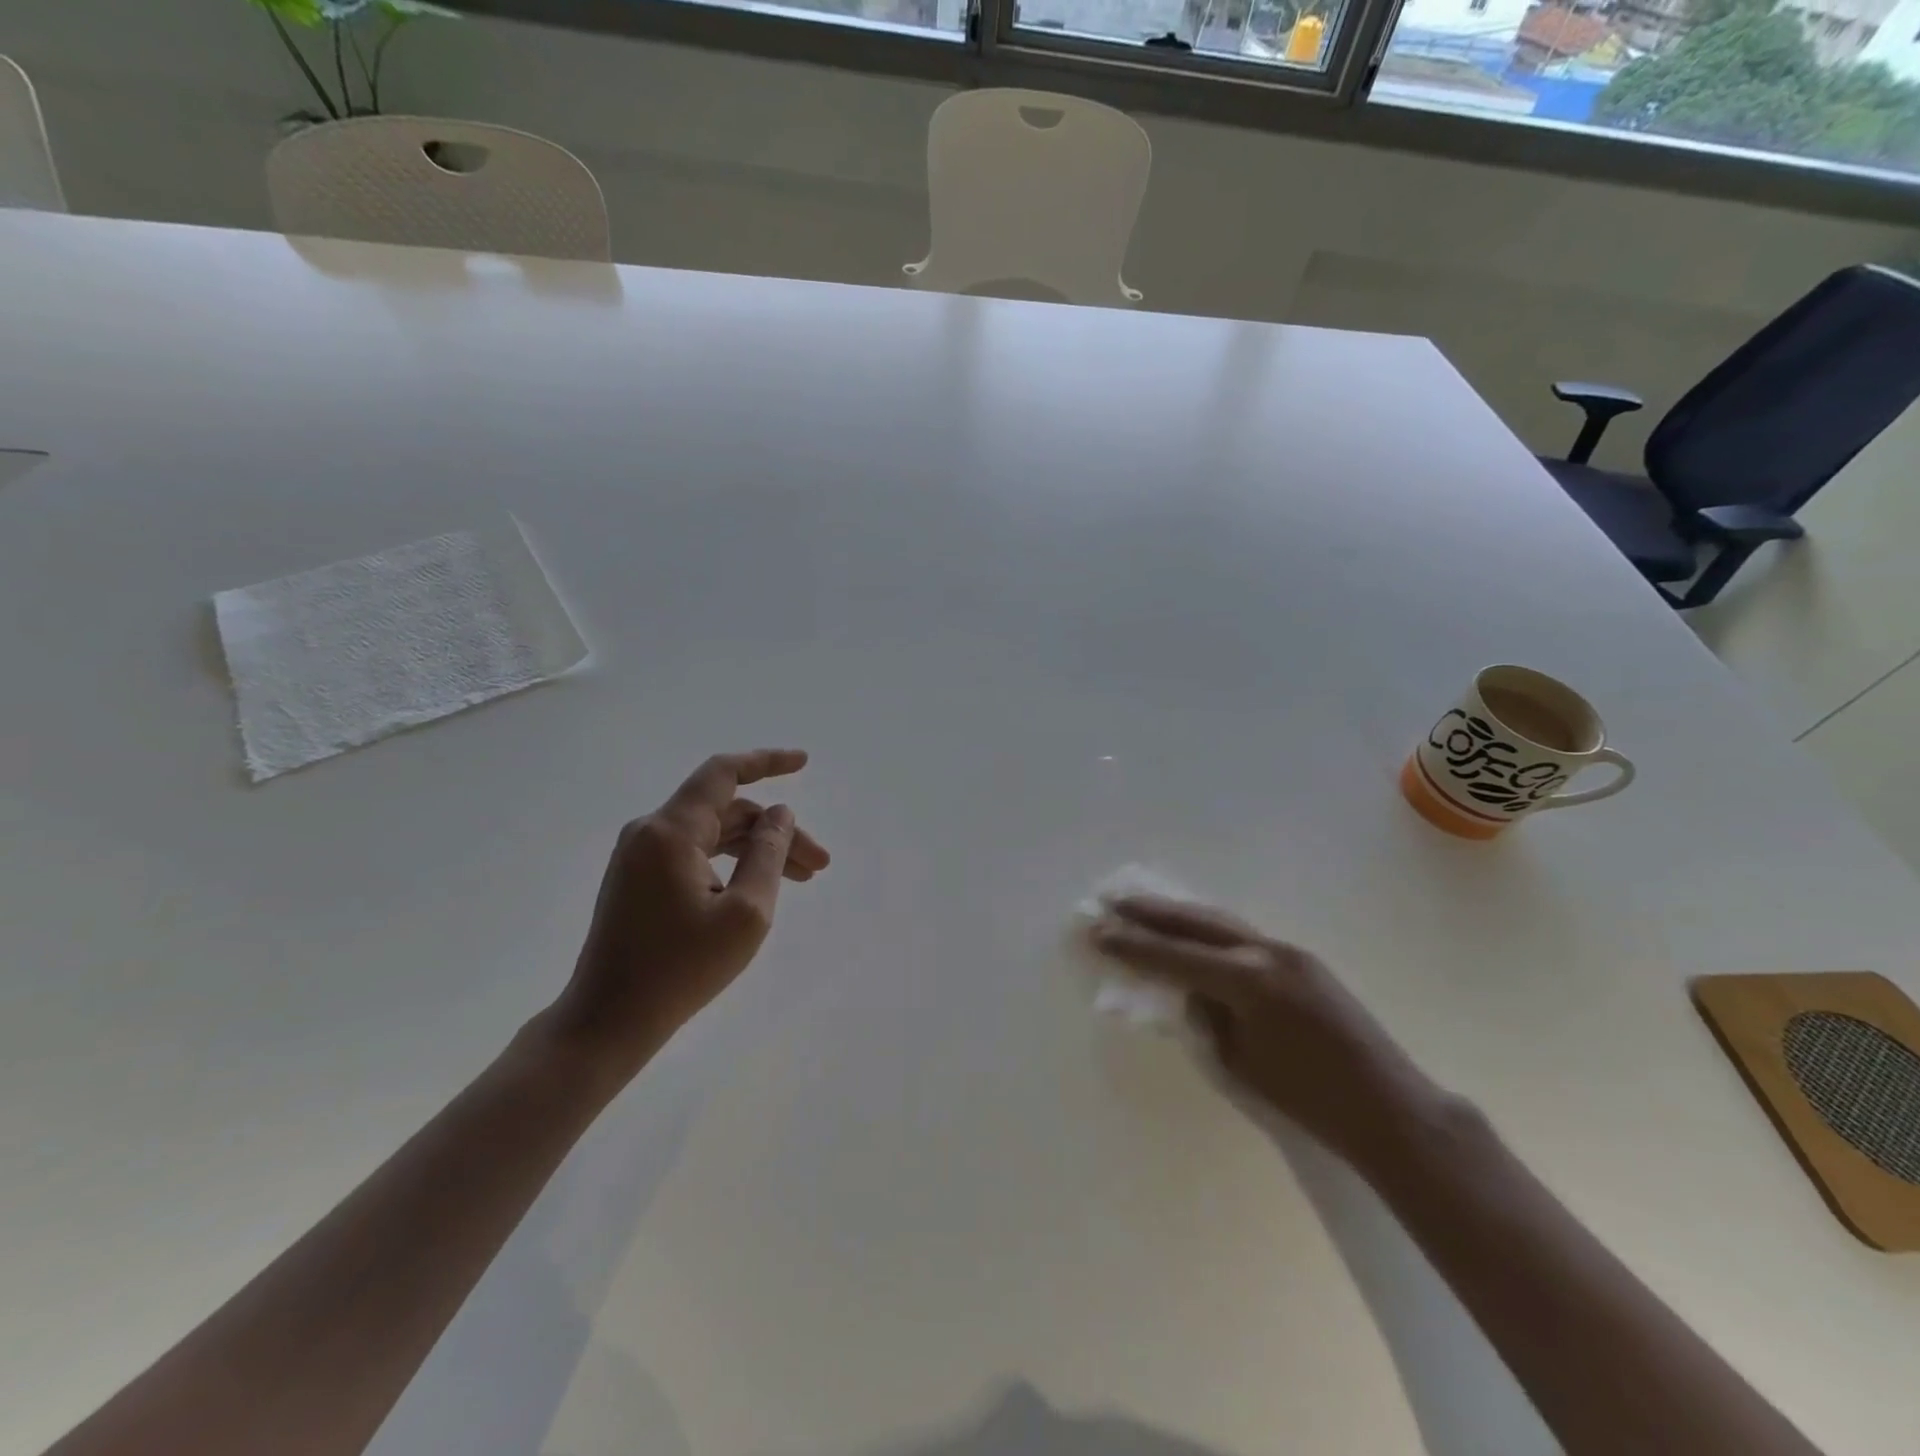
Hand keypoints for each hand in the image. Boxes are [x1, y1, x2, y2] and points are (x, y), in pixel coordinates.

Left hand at [547, 749, 830, 1077]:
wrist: (609, 1020)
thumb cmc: (681, 969)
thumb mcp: (745, 913)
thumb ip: (768, 854)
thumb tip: (780, 814)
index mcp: (671, 831)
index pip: (723, 773)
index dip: (767, 762)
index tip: (804, 763)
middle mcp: (650, 832)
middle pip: (727, 812)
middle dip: (777, 832)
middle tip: (819, 865)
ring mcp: (639, 856)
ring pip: (713, 835)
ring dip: (757, 850)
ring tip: (802, 878)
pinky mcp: (638, 879)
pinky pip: (694, 854)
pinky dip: (730, 862)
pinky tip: (757, 886)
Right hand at [1090, 896, 1439, 1164]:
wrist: (1390, 1107)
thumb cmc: (1310, 1100)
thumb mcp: (1241, 1061)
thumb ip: (1209, 1016)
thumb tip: (1192, 990)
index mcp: (1247, 981)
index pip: (1174, 956)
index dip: (1132, 945)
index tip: (1098, 931)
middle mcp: (1265, 952)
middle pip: (1196, 922)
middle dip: (1150, 912)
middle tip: (1112, 901)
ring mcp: (1287, 950)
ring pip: (1221, 921)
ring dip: (1179, 914)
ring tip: (1142, 906)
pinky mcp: (1302, 959)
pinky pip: (1243, 934)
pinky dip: (1209, 928)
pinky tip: (1192, 929)